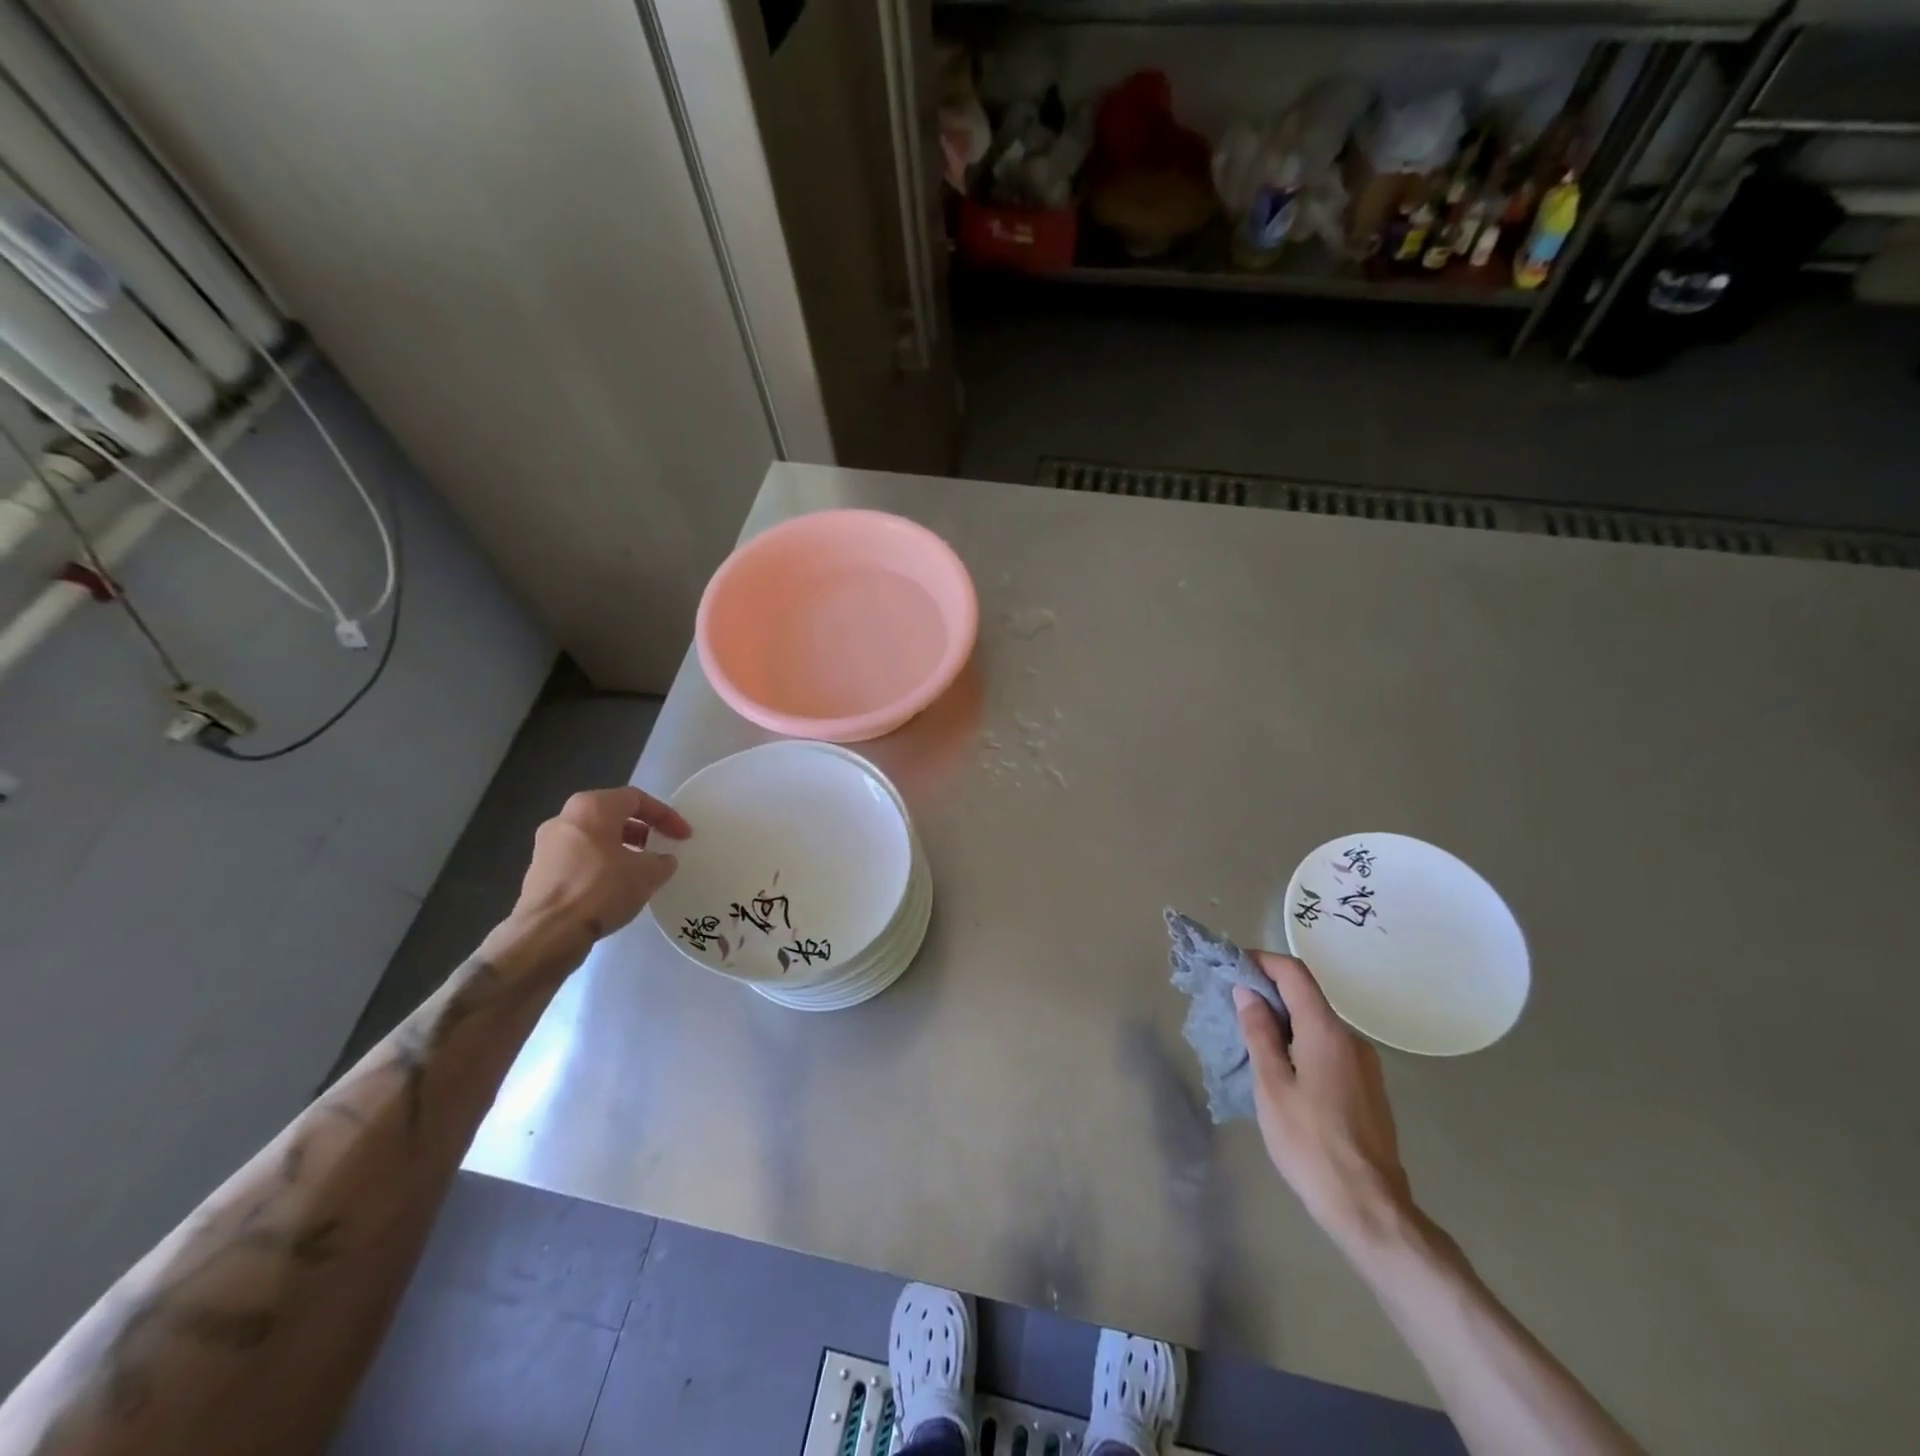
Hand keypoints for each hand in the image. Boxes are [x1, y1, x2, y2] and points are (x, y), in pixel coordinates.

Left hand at [513, 787, 689, 941]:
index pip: (637, 799)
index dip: (666, 816)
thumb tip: (662, 860)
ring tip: (639, 869)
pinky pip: (578, 857)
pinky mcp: (539, 870)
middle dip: (641, 829)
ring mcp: (546, 844)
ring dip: (620, 847)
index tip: (683, 836)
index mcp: (592, 807)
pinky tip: (613, 886)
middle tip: (659, 846)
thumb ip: (662, 861)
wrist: (547, 933)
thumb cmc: (601, 890)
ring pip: (594, 836)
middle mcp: (565, 818)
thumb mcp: (648, 874)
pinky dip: (600, 864)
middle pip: (612, 814)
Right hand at [1234, 952, 1414, 1255]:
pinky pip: (1328, 1048)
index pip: (1294, 973)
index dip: (1262, 962)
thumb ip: (1259, 1033)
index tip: (1232, 968)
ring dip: (1283, 1022)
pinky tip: (1281, 1071)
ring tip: (1251, 1042)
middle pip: (1306, 997)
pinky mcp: (1368, 1088)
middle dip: (1268, 993)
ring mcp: (1364, 1064)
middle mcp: (1351, 1039)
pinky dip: (1300, 1044)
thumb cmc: (1310, 1143)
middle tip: (1232, 1007)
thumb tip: (1247, 991)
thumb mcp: (1271, 1085)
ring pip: (1317, 1025)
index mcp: (1326, 1031)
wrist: (1370, 1207)